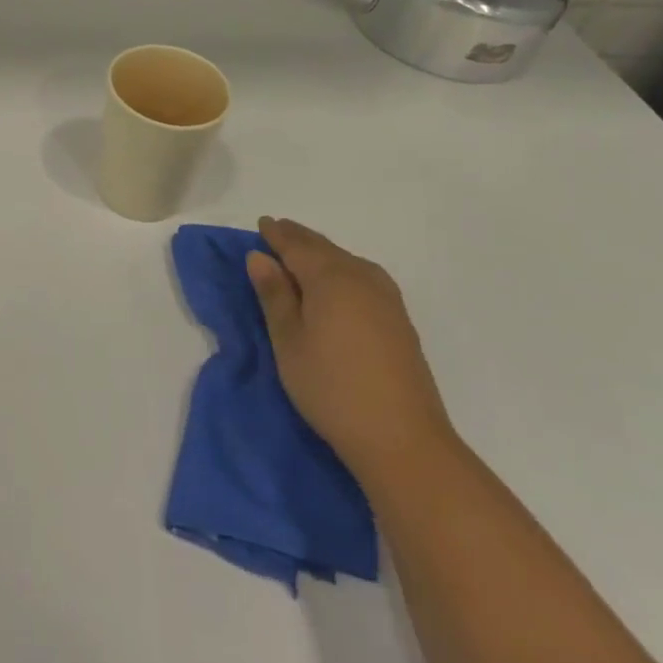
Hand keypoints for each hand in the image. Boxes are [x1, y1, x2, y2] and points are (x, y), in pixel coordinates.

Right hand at [247, 216, 453, 481]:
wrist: (403, 439)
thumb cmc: (331, 387)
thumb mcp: (288, 341)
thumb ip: (274, 295)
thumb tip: (259, 256)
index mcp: (330, 277)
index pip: (297, 246)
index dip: (276, 234)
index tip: (261, 223)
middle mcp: (361, 277)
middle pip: (324, 248)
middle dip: (299, 239)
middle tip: (277, 231)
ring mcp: (386, 298)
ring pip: (346, 261)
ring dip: (321, 253)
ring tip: (301, 255)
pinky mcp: (399, 319)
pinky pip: (362, 276)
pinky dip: (341, 270)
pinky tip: (336, 283)